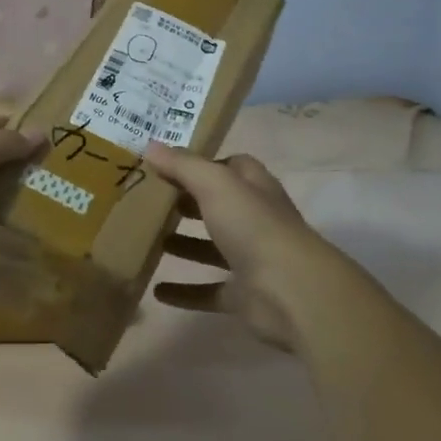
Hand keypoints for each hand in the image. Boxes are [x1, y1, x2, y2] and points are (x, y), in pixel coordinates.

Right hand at [145, 142, 346, 349]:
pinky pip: (208, 291)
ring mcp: (250, 259)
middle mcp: (254, 219)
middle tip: (149, 202)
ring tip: (149, 241)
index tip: (166, 165)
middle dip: (187, 203)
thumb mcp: (215, 184)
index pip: (230, 166)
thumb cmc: (253, 226)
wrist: (291, 291)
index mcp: (253, 188)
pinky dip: (185, 292)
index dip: (201, 163)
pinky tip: (157, 291)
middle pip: (218, 205)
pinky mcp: (243, 295)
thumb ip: (183, 165)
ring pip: (211, 248)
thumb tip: (150, 145)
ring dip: (184, 245)